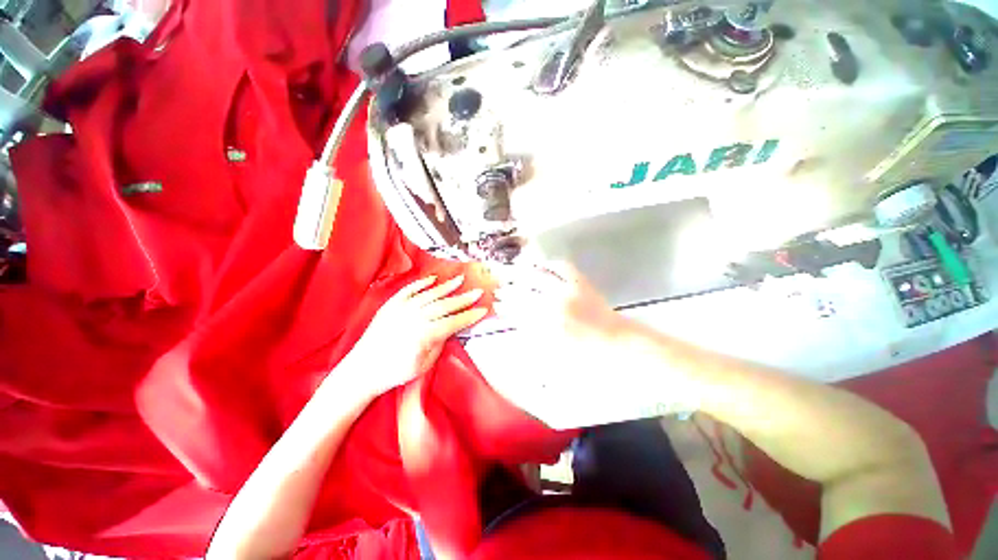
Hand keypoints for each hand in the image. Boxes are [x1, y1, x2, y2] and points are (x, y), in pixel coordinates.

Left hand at [349, 275, 487, 398]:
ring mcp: (401, 309)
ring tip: (460, 279)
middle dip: (464, 298)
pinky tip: (432, 279)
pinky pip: (409, 290)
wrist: (363, 370)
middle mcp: (415, 317)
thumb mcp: (425, 363)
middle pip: (445, 305)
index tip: (483, 310)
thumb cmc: (395, 372)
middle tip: (478, 292)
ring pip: (430, 294)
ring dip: (446, 287)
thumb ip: (440, 342)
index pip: (454, 322)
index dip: (470, 316)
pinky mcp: (391, 305)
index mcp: (425, 334)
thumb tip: (450, 328)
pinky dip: (421, 284)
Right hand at [485, 263, 646, 427]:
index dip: (506, 306)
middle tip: (501, 288)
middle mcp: (554, 304)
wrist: (619, 344)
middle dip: (509, 289)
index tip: (497, 303)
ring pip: (539, 276)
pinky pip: (563, 268)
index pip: (518, 311)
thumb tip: (518, 328)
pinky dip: (551, 264)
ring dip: (524, 273)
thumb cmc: (588, 356)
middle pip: (524, 292)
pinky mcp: (581, 283)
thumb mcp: (557, 357)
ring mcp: (568, 291)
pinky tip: (543, 264)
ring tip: (514, 271)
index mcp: (547, 324)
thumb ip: (535, 341)